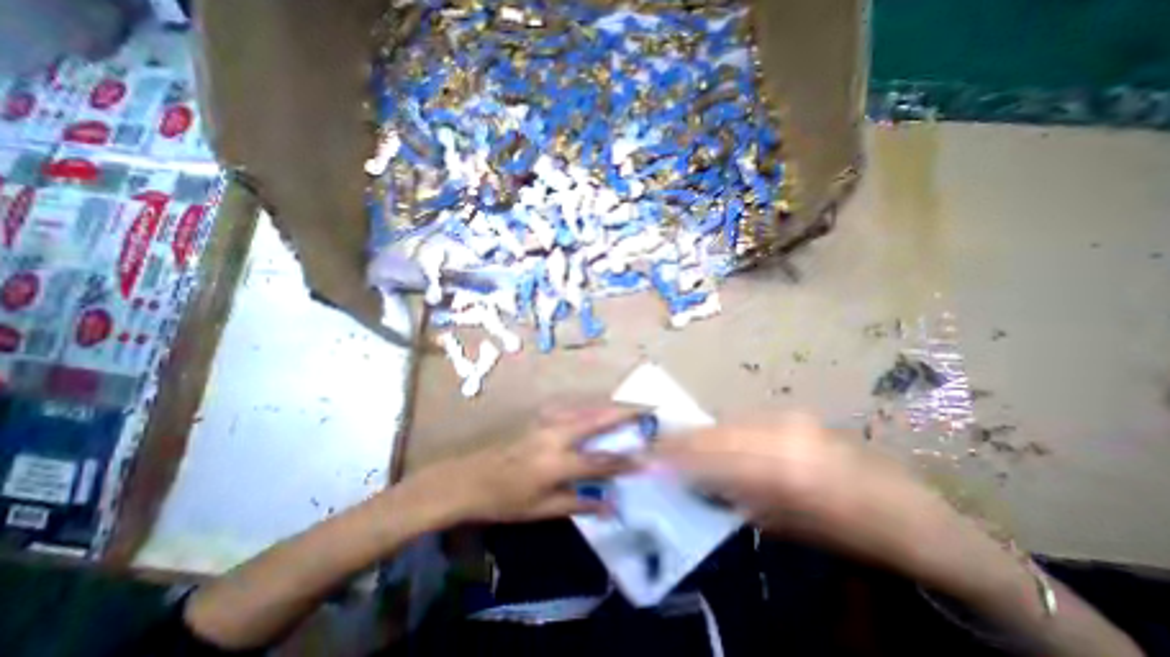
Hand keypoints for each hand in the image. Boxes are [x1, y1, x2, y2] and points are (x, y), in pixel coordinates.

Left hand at [404, 403, 638, 524]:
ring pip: (586, 408)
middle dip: (626, 413)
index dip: (627, 460)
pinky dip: (591, 407)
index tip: (649, 456)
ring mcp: (546, 419)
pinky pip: (572, 408)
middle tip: (649, 408)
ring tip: (631, 407)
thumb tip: (611, 505)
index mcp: (556, 462)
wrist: (467, 476)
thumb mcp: (541, 510)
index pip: (601, 460)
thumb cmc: (504, 500)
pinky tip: (598, 409)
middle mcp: (555, 434)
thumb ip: (578, 502)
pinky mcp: (538, 414)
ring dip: (610, 406)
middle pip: (598, 419)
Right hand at [655, 417, 953, 574]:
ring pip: (728, 422)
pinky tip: (711, 438)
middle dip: (683, 439)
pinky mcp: (793, 414)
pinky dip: (722, 429)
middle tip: (655, 445)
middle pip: (718, 432)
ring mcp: (789, 418)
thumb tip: (699, 481)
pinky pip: (744, 420)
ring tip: (676, 442)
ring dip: (700, 434)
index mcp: (788, 471)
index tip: (652, 456)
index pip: (717, 457)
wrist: (913, 511)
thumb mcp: (791, 527)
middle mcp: (784, 435)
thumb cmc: (854, 534)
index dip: (681, 455)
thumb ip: (740, 498)